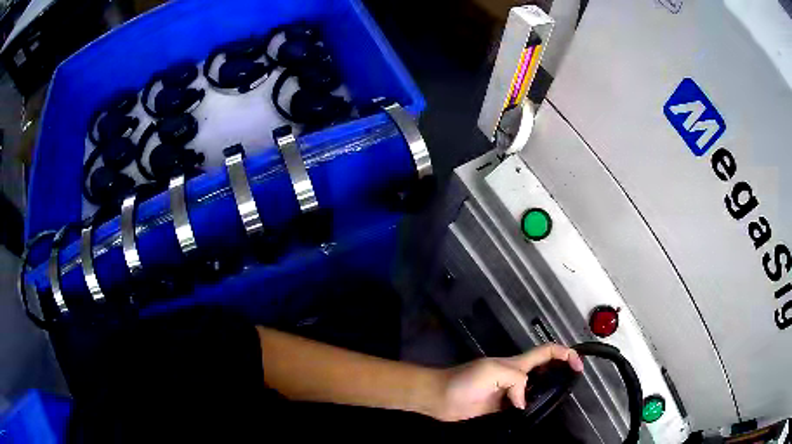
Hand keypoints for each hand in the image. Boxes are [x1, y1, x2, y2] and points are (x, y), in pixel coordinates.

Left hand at [431, 344, 583, 421]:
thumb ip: (515, 381)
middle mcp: (516, 376)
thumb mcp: (493, 372)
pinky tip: (536, 416)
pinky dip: (532, 409)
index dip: (565, 353)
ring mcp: (508, 392)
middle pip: (545, 369)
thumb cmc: (464, 381)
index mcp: (516, 364)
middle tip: (572, 385)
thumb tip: (523, 402)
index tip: (579, 365)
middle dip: (561, 372)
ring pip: (535, 389)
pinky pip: (522, 406)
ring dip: (548, 393)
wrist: (440, 397)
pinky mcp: (501, 407)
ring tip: (559, 402)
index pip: (546, 352)